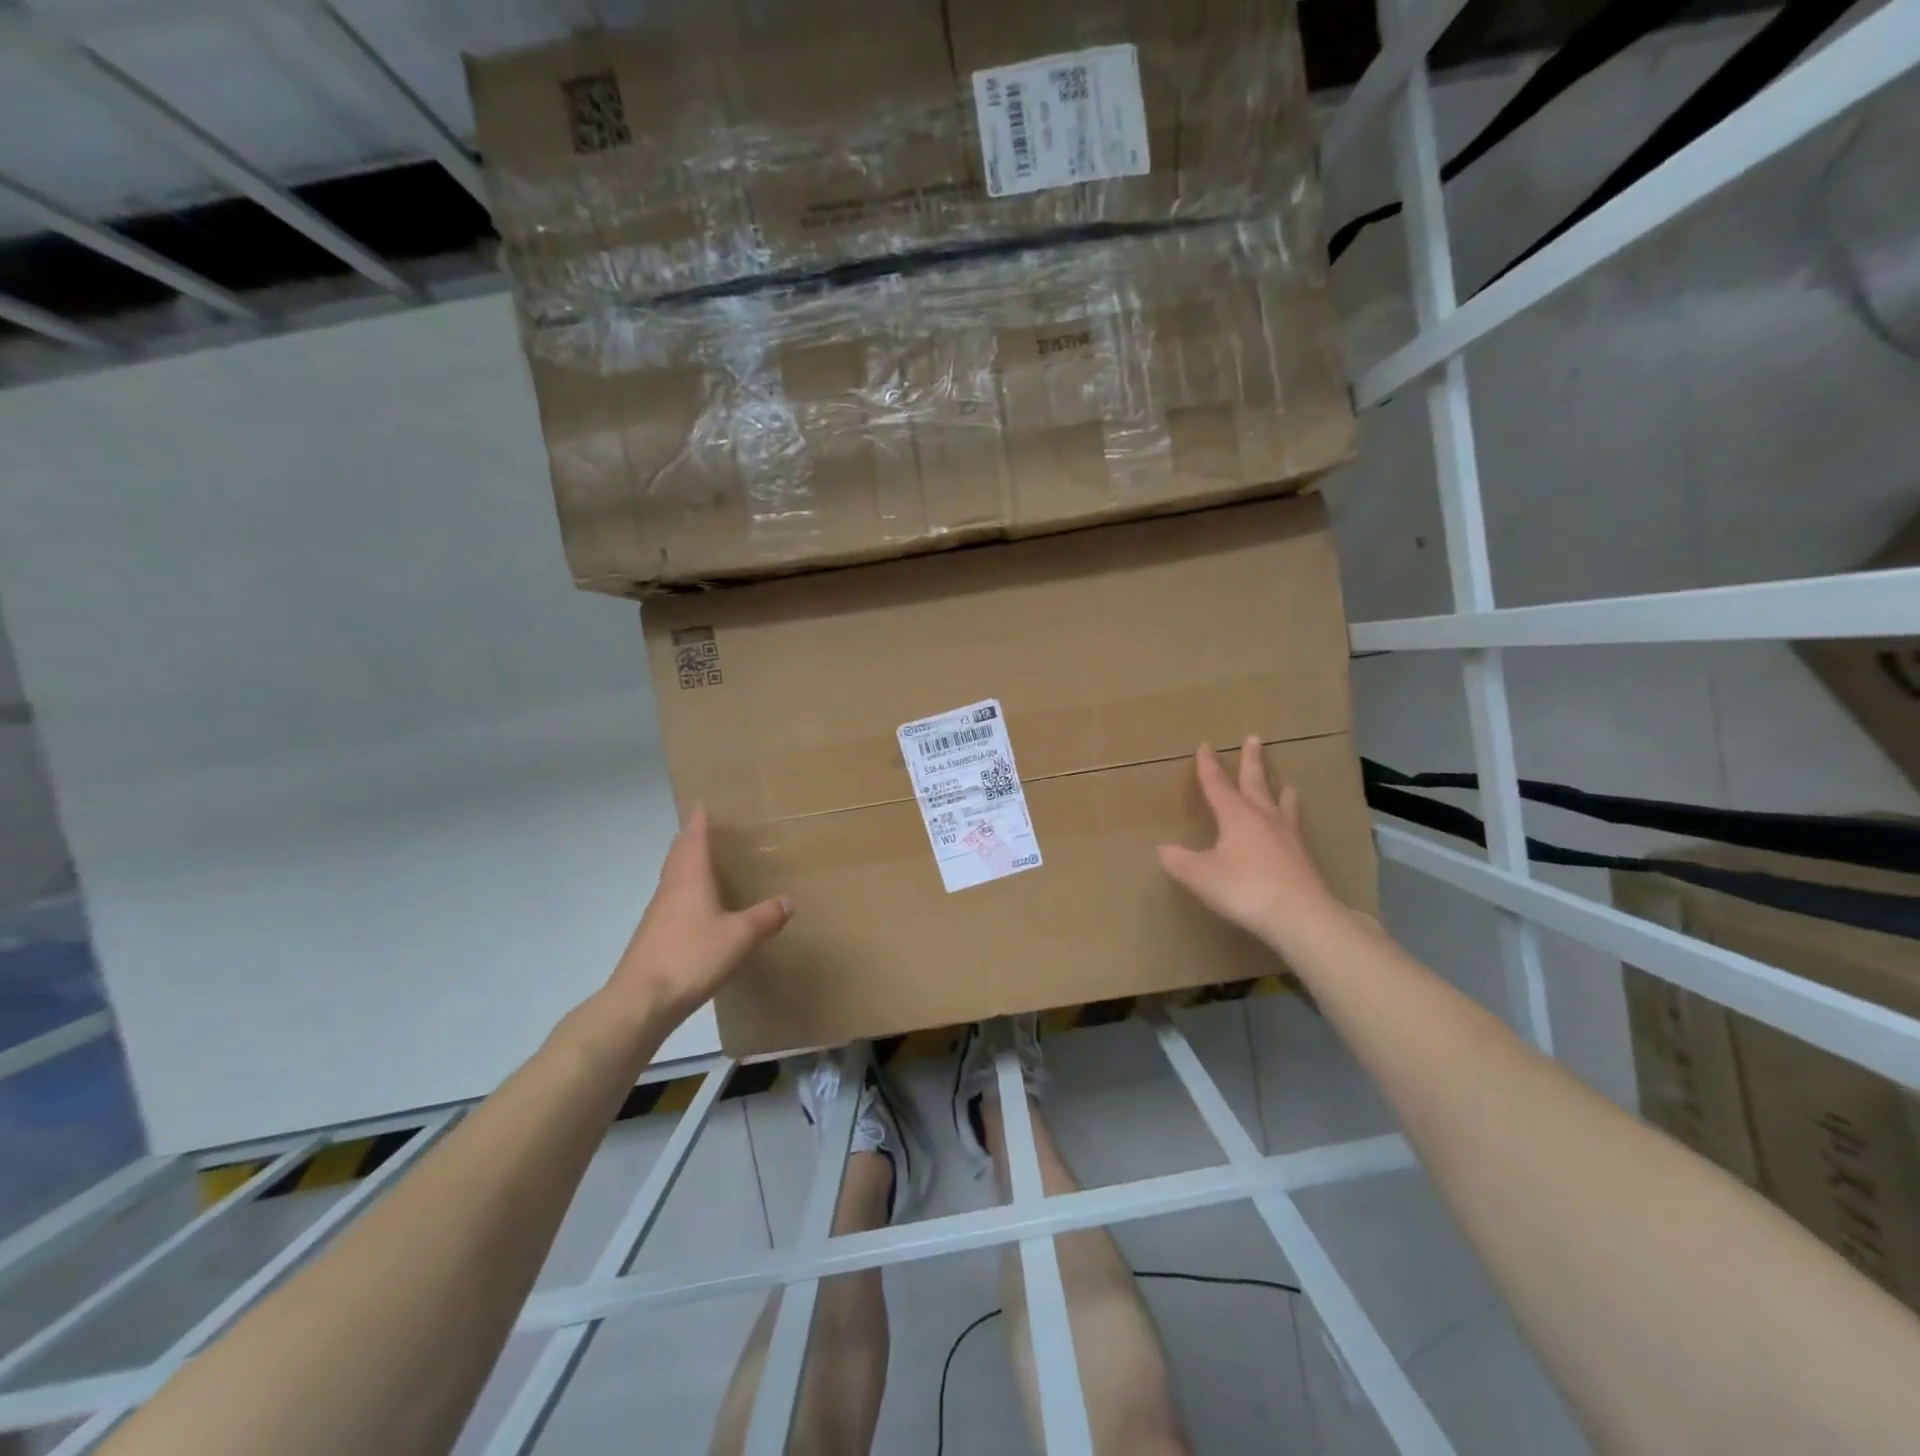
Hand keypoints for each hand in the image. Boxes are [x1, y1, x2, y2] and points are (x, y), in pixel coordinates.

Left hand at [602, 807, 790, 1029]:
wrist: (641, 1001)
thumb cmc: (691, 956)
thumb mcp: (739, 936)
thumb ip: (764, 917)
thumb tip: (788, 900)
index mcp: (689, 878)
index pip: (693, 838)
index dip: (699, 821)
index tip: (703, 804)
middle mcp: (670, 889)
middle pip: (678, 855)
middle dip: (690, 840)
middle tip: (706, 829)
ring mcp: (658, 914)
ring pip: (673, 879)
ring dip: (686, 866)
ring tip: (705, 864)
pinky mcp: (653, 937)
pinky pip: (672, 902)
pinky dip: (685, 893)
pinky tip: (698, 909)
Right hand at [1158, 736, 1347, 950]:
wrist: (1299, 915)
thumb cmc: (1243, 888)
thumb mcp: (1200, 876)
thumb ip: (1179, 861)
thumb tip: (1162, 849)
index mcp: (1235, 816)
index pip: (1217, 784)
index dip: (1208, 766)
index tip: (1206, 745)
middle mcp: (1263, 818)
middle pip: (1256, 783)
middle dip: (1251, 761)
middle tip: (1254, 739)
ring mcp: (1287, 837)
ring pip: (1282, 805)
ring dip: (1281, 791)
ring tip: (1287, 783)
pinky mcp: (1303, 858)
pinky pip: (1295, 829)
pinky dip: (1292, 820)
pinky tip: (1294, 829)